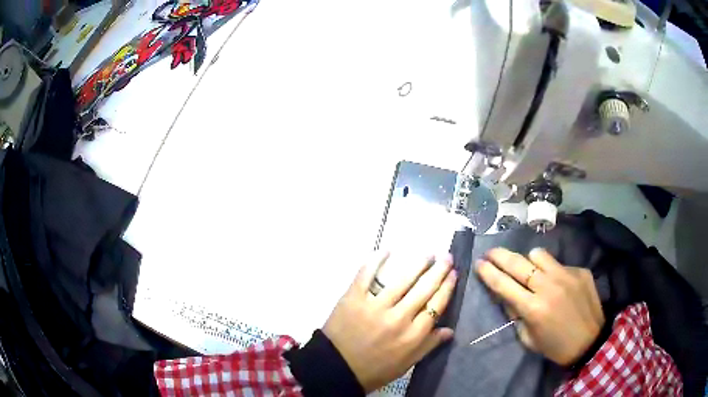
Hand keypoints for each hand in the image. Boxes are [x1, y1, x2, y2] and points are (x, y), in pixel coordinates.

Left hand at [323, 252, 456, 392]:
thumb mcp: (406, 363)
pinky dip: (376, 261)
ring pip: (402, 280)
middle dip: (439, 271)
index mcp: (413, 335)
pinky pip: (367, 275)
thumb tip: (449, 330)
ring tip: (428, 254)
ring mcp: (375, 306)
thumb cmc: (374, 369)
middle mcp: (398, 318)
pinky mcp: (354, 298)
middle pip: (424, 289)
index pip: (437, 305)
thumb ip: (429, 345)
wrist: (336, 368)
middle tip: (446, 257)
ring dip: (418, 264)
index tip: (454, 274)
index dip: (447, 287)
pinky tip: (387, 250)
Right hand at [476, 248, 603, 365]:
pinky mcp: (580, 271)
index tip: (478, 263)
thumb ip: (516, 315)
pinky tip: (557, 283)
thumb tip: (507, 295)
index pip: (504, 285)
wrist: (590, 341)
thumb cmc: (555, 346)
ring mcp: (566, 275)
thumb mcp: (528, 338)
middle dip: (500, 255)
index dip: (488, 272)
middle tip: (491, 252)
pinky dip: (552, 270)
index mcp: (533, 308)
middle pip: (518, 263)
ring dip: (529, 260)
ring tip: (529, 269)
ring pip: (539, 254)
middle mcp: (549, 286)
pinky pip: (559, 263)